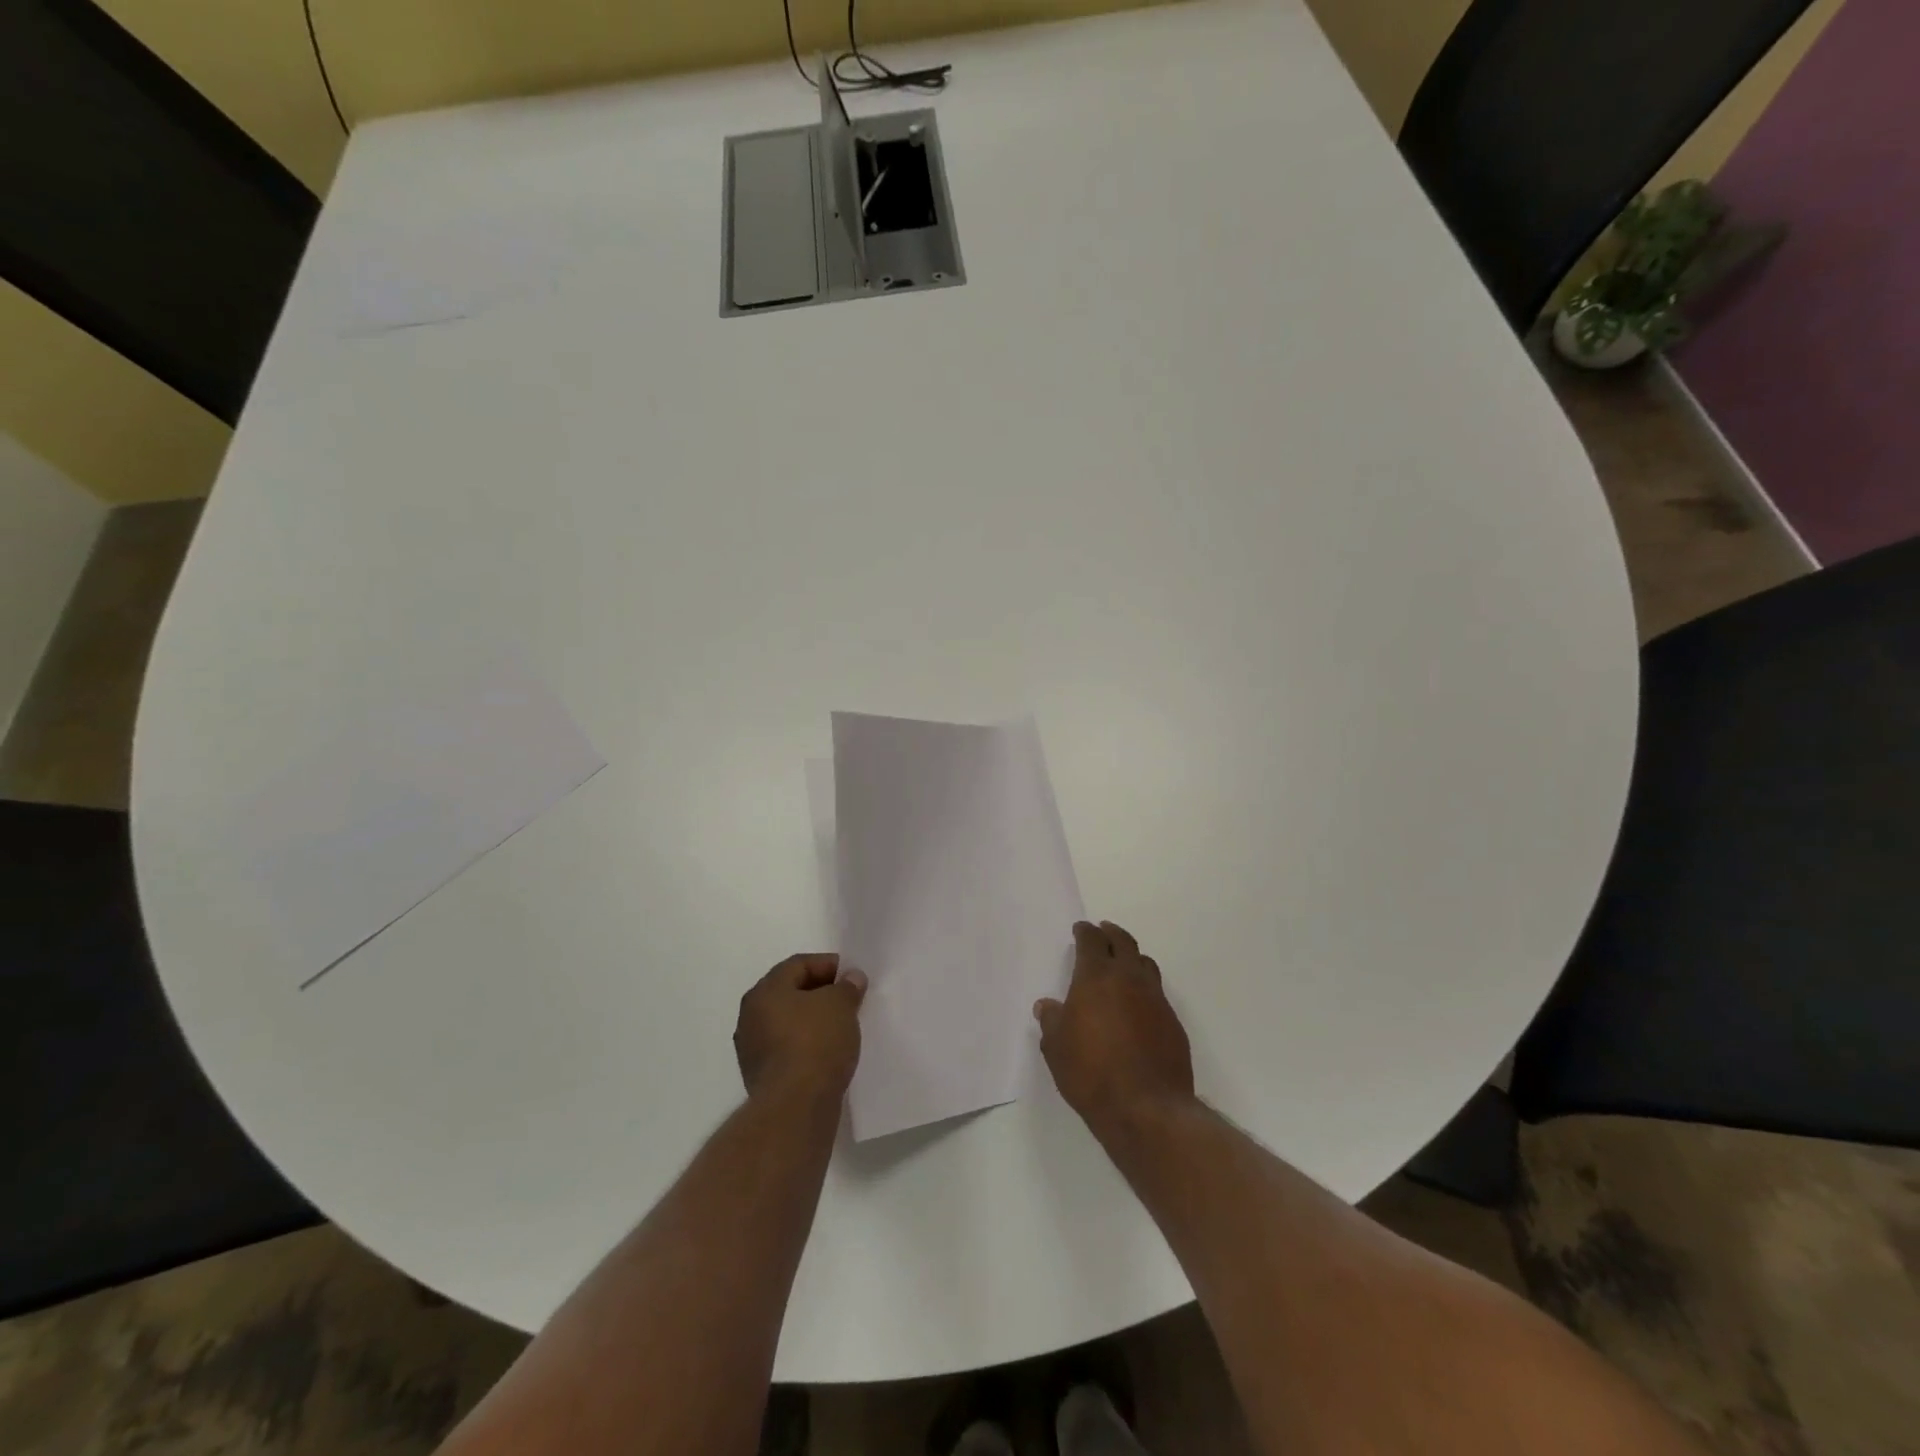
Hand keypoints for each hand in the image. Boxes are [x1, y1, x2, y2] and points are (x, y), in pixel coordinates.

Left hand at [735, 953, 867, 1104]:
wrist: (794, 1107)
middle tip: (848, 998)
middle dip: (820, 992)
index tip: (852, 976)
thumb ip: (847, 987)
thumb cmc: (816, 1043)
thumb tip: (851, 977)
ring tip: (841, 1026)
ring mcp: (752, 1048)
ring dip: (813, 1019)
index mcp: (765, 991)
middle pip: (790, 992)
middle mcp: (751, 1015)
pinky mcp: (761, 1076)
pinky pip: (787, 1048)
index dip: (827, 964)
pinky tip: (828, 1051)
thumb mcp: (840, 1005)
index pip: (798, 964)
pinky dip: (806, 1044)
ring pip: (788, 1022)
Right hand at [1035, 921, 1194, 1136]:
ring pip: (1145, 964)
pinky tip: (1137, 1004)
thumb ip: (1052, 1021)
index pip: (1092, 941)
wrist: (1147, 1108)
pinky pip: (1157, 993)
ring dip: (1132, 957)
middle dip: (1111, 934)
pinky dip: (1145, 989)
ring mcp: (1156, 1000)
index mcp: (1097, 977)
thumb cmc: (1091, 1073)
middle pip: (1123, 942)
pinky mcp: (1173, 1023)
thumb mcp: (1056, 1048)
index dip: (1084, 932)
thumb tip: (1047, 1006)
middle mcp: (1129, 979)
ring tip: (1123, 962)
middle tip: (1103, 931)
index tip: (1080, 929)